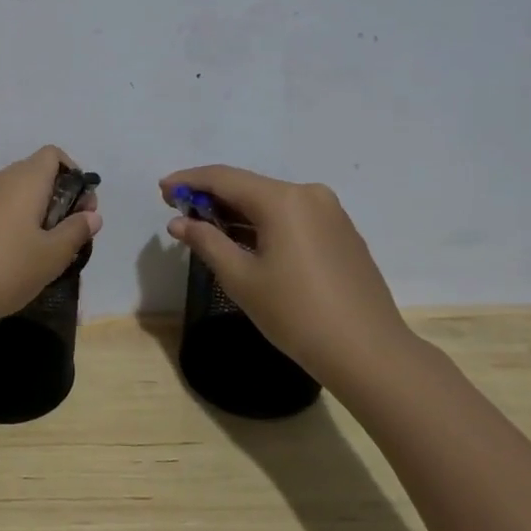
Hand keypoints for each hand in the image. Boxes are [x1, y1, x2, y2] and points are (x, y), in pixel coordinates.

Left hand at [0, 146, 101, 337]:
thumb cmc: (3, 268)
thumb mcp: (51, 256)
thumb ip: (75, 232)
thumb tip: (93, 214)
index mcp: (26, 179)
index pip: (54, 155)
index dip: (74, 175)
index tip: (82, 209)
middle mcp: (1, 180)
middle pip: (37, 174)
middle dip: (59, 199)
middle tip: (68, 237)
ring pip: (17, 195)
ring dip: (36, 215)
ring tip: (44, 253)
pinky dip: (14, 226)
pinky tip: (14, 260)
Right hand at [160, 165, 418, 390]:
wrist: (368, 352)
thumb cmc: (296, 314)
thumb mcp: (241, 278)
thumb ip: (206, 242)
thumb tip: (178, 222)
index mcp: (283, 200)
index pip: (224, 178)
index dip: (189, 181)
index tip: (161, 189)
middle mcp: (309, 195)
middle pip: (248, 186)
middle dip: (211, 196)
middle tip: (178, 208)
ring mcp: (330, 213)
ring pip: (271, 202)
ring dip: (236, 211)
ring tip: (205, 226)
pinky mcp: (341, 233)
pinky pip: (292, 216)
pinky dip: (263, 223)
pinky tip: (245, 241)